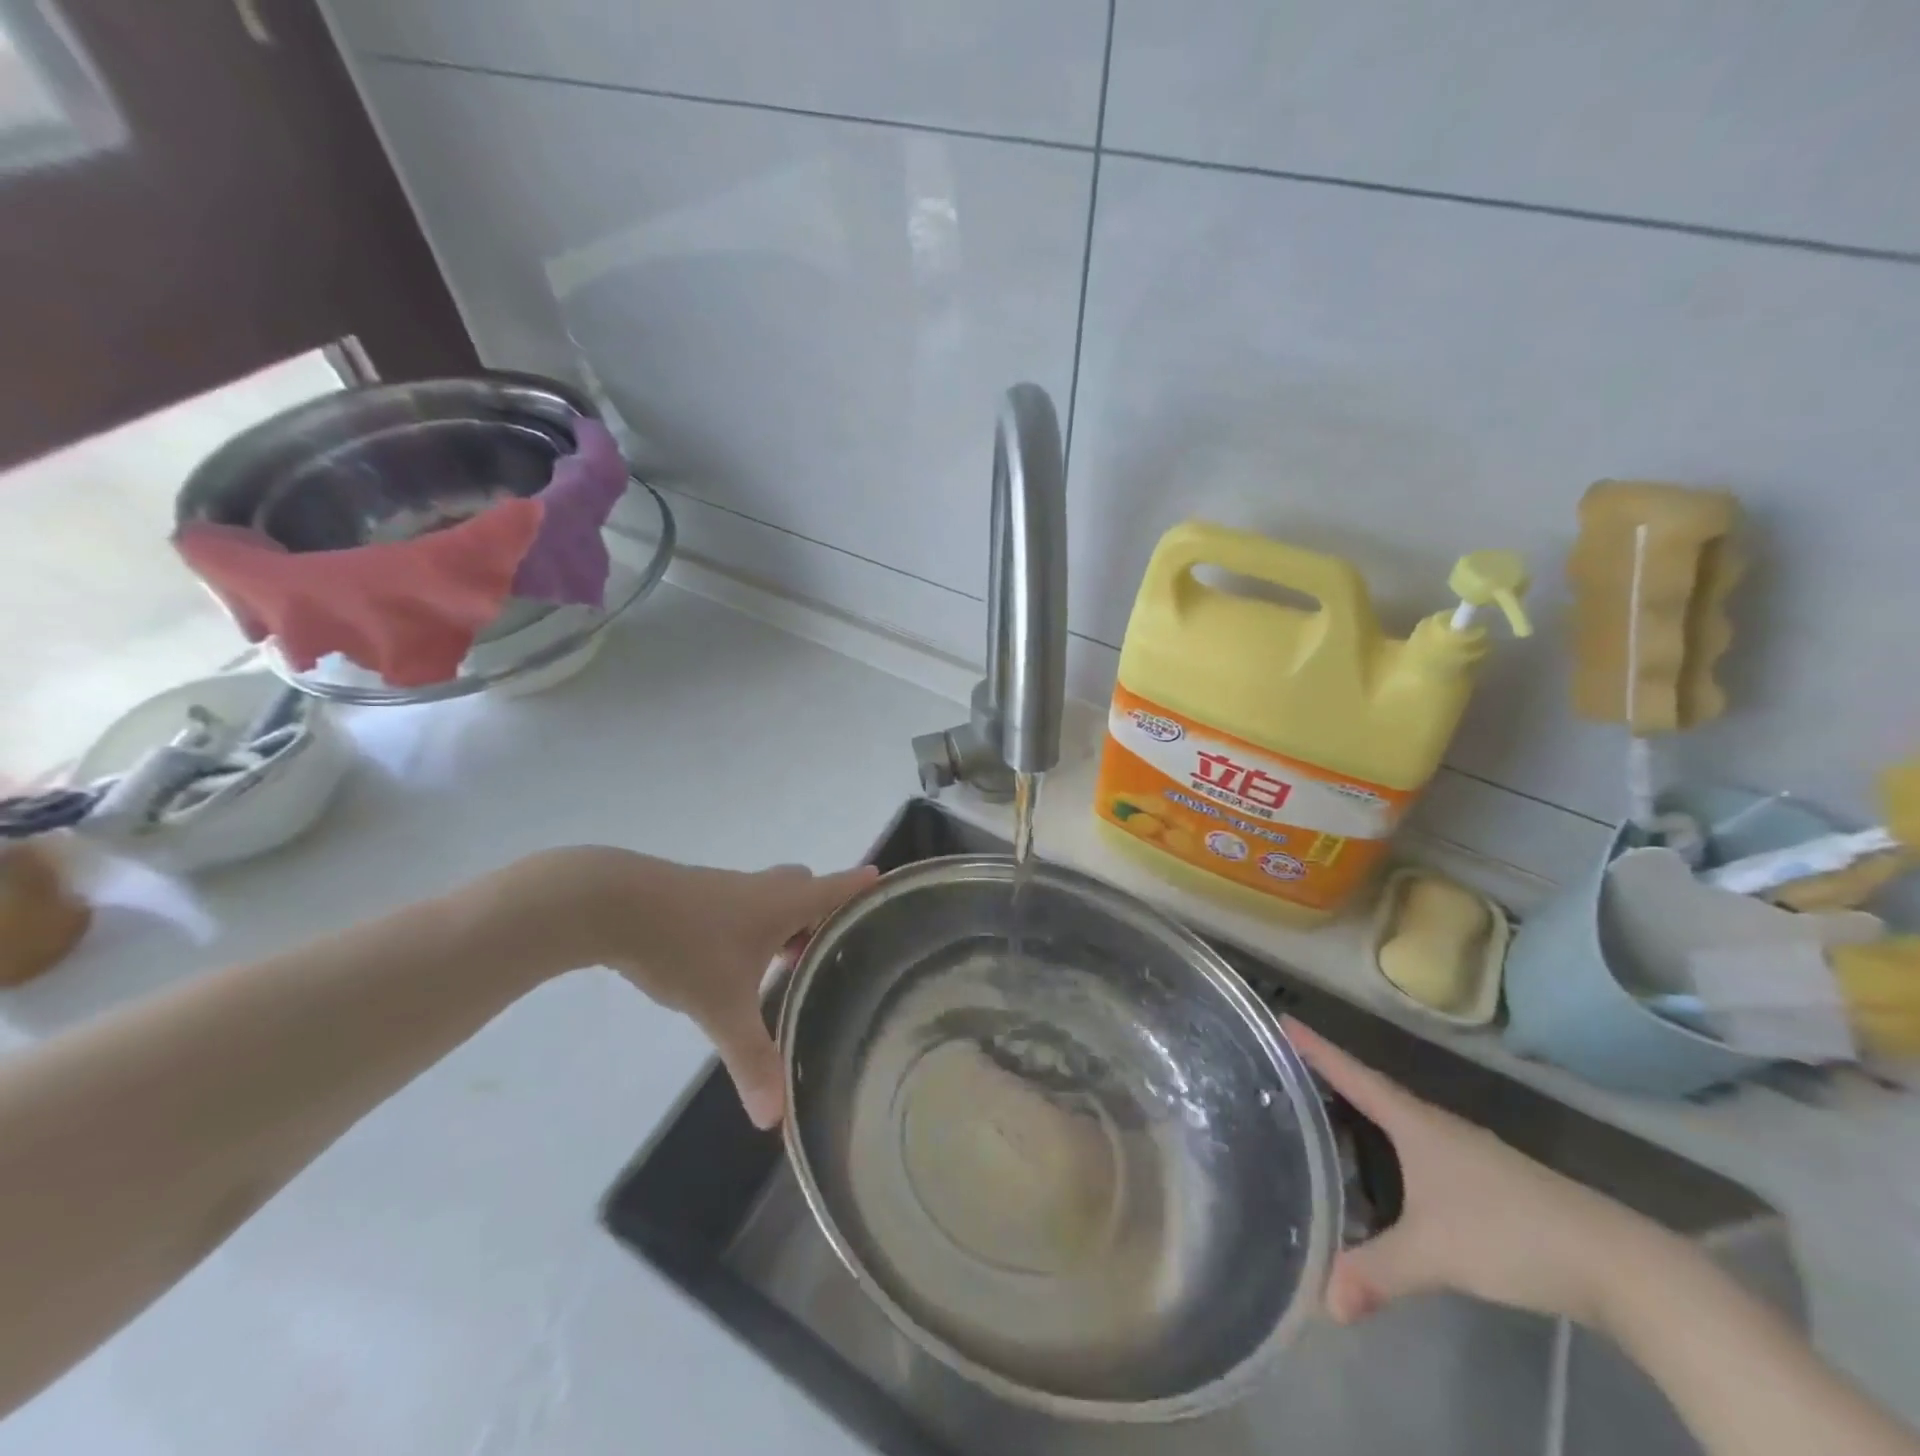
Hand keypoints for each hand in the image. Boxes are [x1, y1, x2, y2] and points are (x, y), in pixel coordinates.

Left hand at [516, 848, 876, 1128]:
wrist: (610, 903)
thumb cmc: (683, 944)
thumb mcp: (722, 1006)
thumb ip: (751, 1060)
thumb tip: (775, 1121)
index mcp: (783, 903)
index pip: (837, 888)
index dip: (862, 887)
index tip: (884, 883)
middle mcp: (761, 889)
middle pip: (805, 890)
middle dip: (821, 914)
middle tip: (829, 950)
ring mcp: (726, 889)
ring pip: (771, 898)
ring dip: (784, 922)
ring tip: (785, 964)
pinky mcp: (695, 896)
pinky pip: (740, 906)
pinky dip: (750, 926)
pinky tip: (732, 961)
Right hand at [1286, 1017, 1657, 1327]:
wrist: (1616, 1263)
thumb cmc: (1511, 1233)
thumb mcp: (1435, 1253)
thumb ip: (1377, 1273)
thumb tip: (1324, 1302)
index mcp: (1414, 1122)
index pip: (1352, 1074)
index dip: (1315, 1048)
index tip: (1282, 1020)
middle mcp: (1435, 1124)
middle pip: (1371, 1090)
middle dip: (1328, 1078)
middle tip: (1285, 1070)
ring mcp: (1463, 1150)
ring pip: (1396, 1120)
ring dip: (1359, 1113)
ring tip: (1321, 1116)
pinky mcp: (1483, 1178)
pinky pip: (1417, 1146)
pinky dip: (1388, 1146)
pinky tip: (1382, 1170)